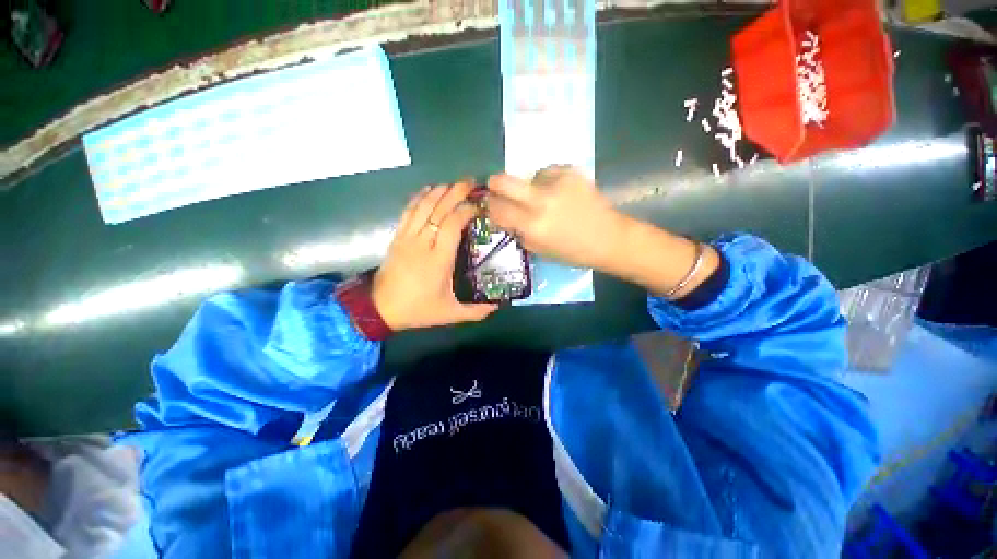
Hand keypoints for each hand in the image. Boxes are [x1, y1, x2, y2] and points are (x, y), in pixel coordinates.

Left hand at [372, 181, 497, 330]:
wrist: (380, 310)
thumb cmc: (417, 310)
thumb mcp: (450, 314)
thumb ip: (476, 311)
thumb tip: (498, 306)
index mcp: (438, 259)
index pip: (452, 225)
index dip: (465, 210)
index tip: (479, 206)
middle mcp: (422, 243)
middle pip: (438, 210)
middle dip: (455, 192)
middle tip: (470, 182)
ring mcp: (407, 238)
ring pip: (423, 207)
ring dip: (439, 191)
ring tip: (453, 184)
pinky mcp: (397, 237)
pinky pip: (408, 212)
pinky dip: (419, 198)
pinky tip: (428, 190)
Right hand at [485, 166, 625, 269]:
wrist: (608, 238)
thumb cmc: (572, 252)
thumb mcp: (539, 249)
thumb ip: (518, 231)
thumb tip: (504, 216)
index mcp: (533, 226)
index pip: (497, 209)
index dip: (490, 206)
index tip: (491, 206)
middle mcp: (541, 201)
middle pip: (502, 181)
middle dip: (495, 184)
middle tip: (497, 189)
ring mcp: (557, 183)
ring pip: (528, 177)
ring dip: (530, 187)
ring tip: (547, 198)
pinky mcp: (571, 172)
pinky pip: (548, 172)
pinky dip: (549, 182)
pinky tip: (561, 193)